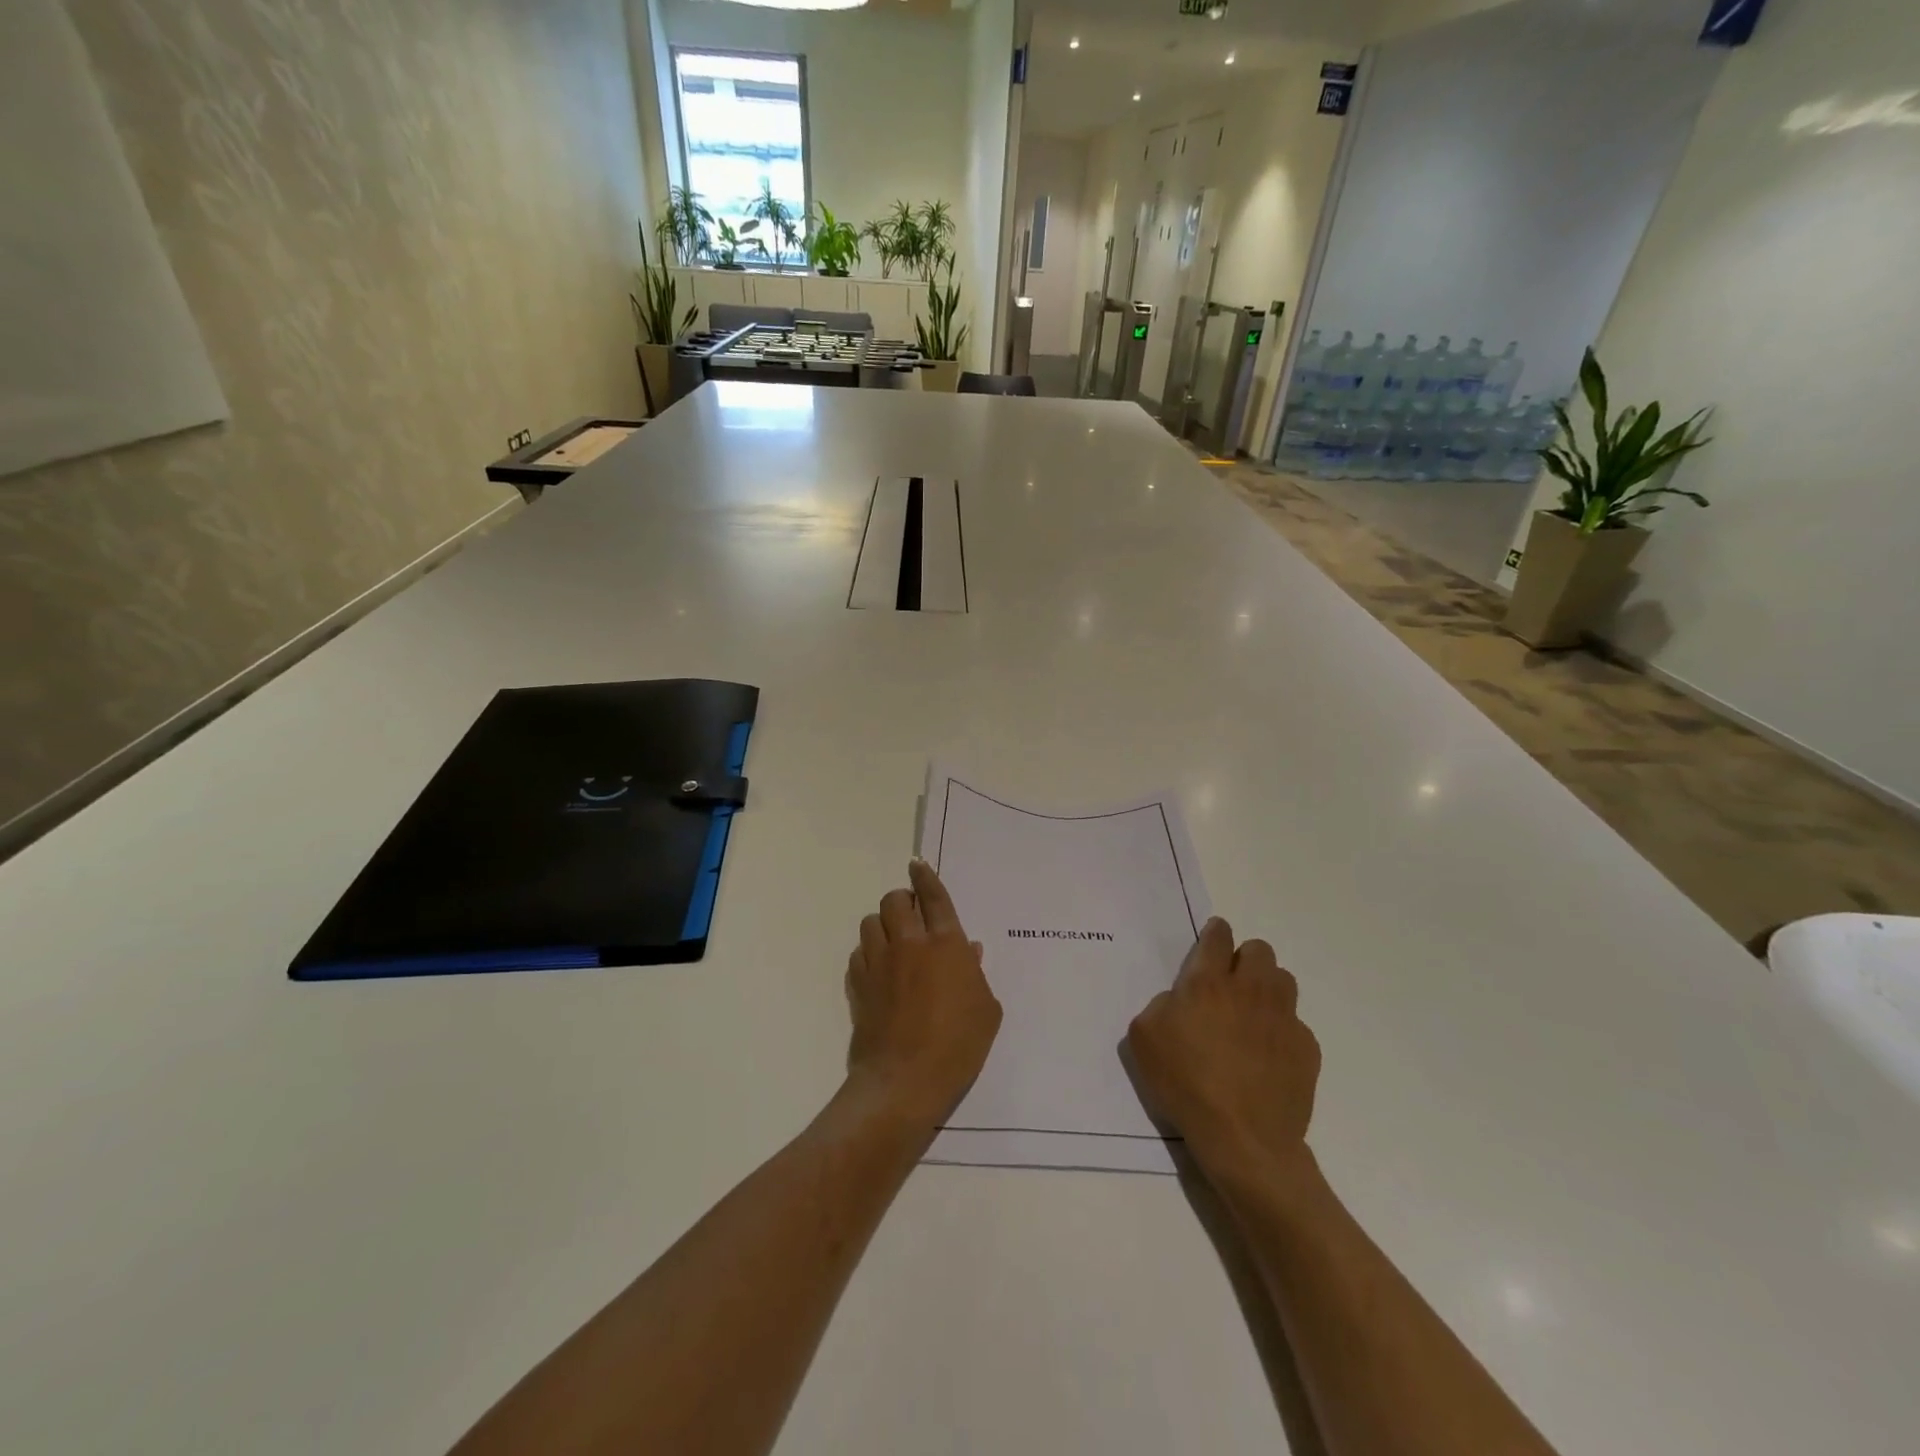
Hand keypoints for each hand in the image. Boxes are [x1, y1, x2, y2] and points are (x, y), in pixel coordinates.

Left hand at [845, 859, 1002, 1131]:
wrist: (905, 1081)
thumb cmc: (958, 1046)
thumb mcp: (986, 1011)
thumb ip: (976, 974)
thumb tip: (967, 951)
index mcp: (945, 944)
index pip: (933, 897)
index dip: (925, 876)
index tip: (917, 864)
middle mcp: (909, 944)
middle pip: (895, 901)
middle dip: (902, 900)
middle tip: (912, 916)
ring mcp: (879, 962)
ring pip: (871, 922)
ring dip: (883, 924)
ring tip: (893, 941)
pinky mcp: (858, 984)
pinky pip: (858, 953)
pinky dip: (868, 953)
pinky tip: (879, 969)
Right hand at [1128, 917, 1320, 1180]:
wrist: (1243, 1139)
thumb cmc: (1186, 1084)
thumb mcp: (1144, 1038)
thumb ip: (1161, 1005)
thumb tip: (1181, 1000)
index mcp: (1207, 983)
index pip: (1218, 937)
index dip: (1215, 932)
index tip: (1213, 939)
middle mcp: (1250, 990)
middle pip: (1259, 950)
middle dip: (1244, 958)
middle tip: (1229, 983)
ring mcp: (1283, 1018)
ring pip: (1283, 979)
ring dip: (1267, 987)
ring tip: (1252, 1013)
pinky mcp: (1306, 1047)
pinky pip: (1295, 1022)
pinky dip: (1281, 1029)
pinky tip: (1267, 1055)